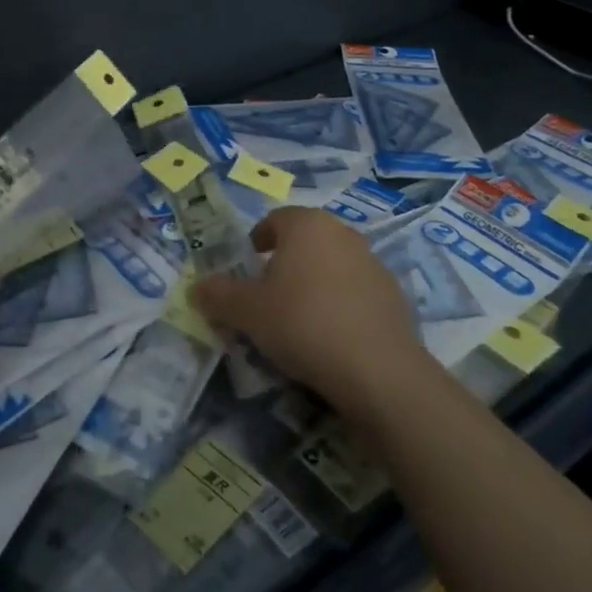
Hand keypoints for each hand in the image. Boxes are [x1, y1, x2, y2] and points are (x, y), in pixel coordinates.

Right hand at [193, 206, 425, 421]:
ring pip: (332, 266)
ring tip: (299, 321)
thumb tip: (196, 287)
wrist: (377, 370)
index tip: (247, 269)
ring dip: (314, 284)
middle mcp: (342, 234)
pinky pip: (355, 293)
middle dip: (285, 263)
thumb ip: (218, 295)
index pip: (275, 220)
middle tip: (268, 297)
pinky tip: (331, 338)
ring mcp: (373, 264)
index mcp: (307, 225)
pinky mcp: (395, 296)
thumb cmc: (302, 323)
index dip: (257, 241)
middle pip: (305, 242)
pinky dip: (340, 306)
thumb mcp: (247, 312)